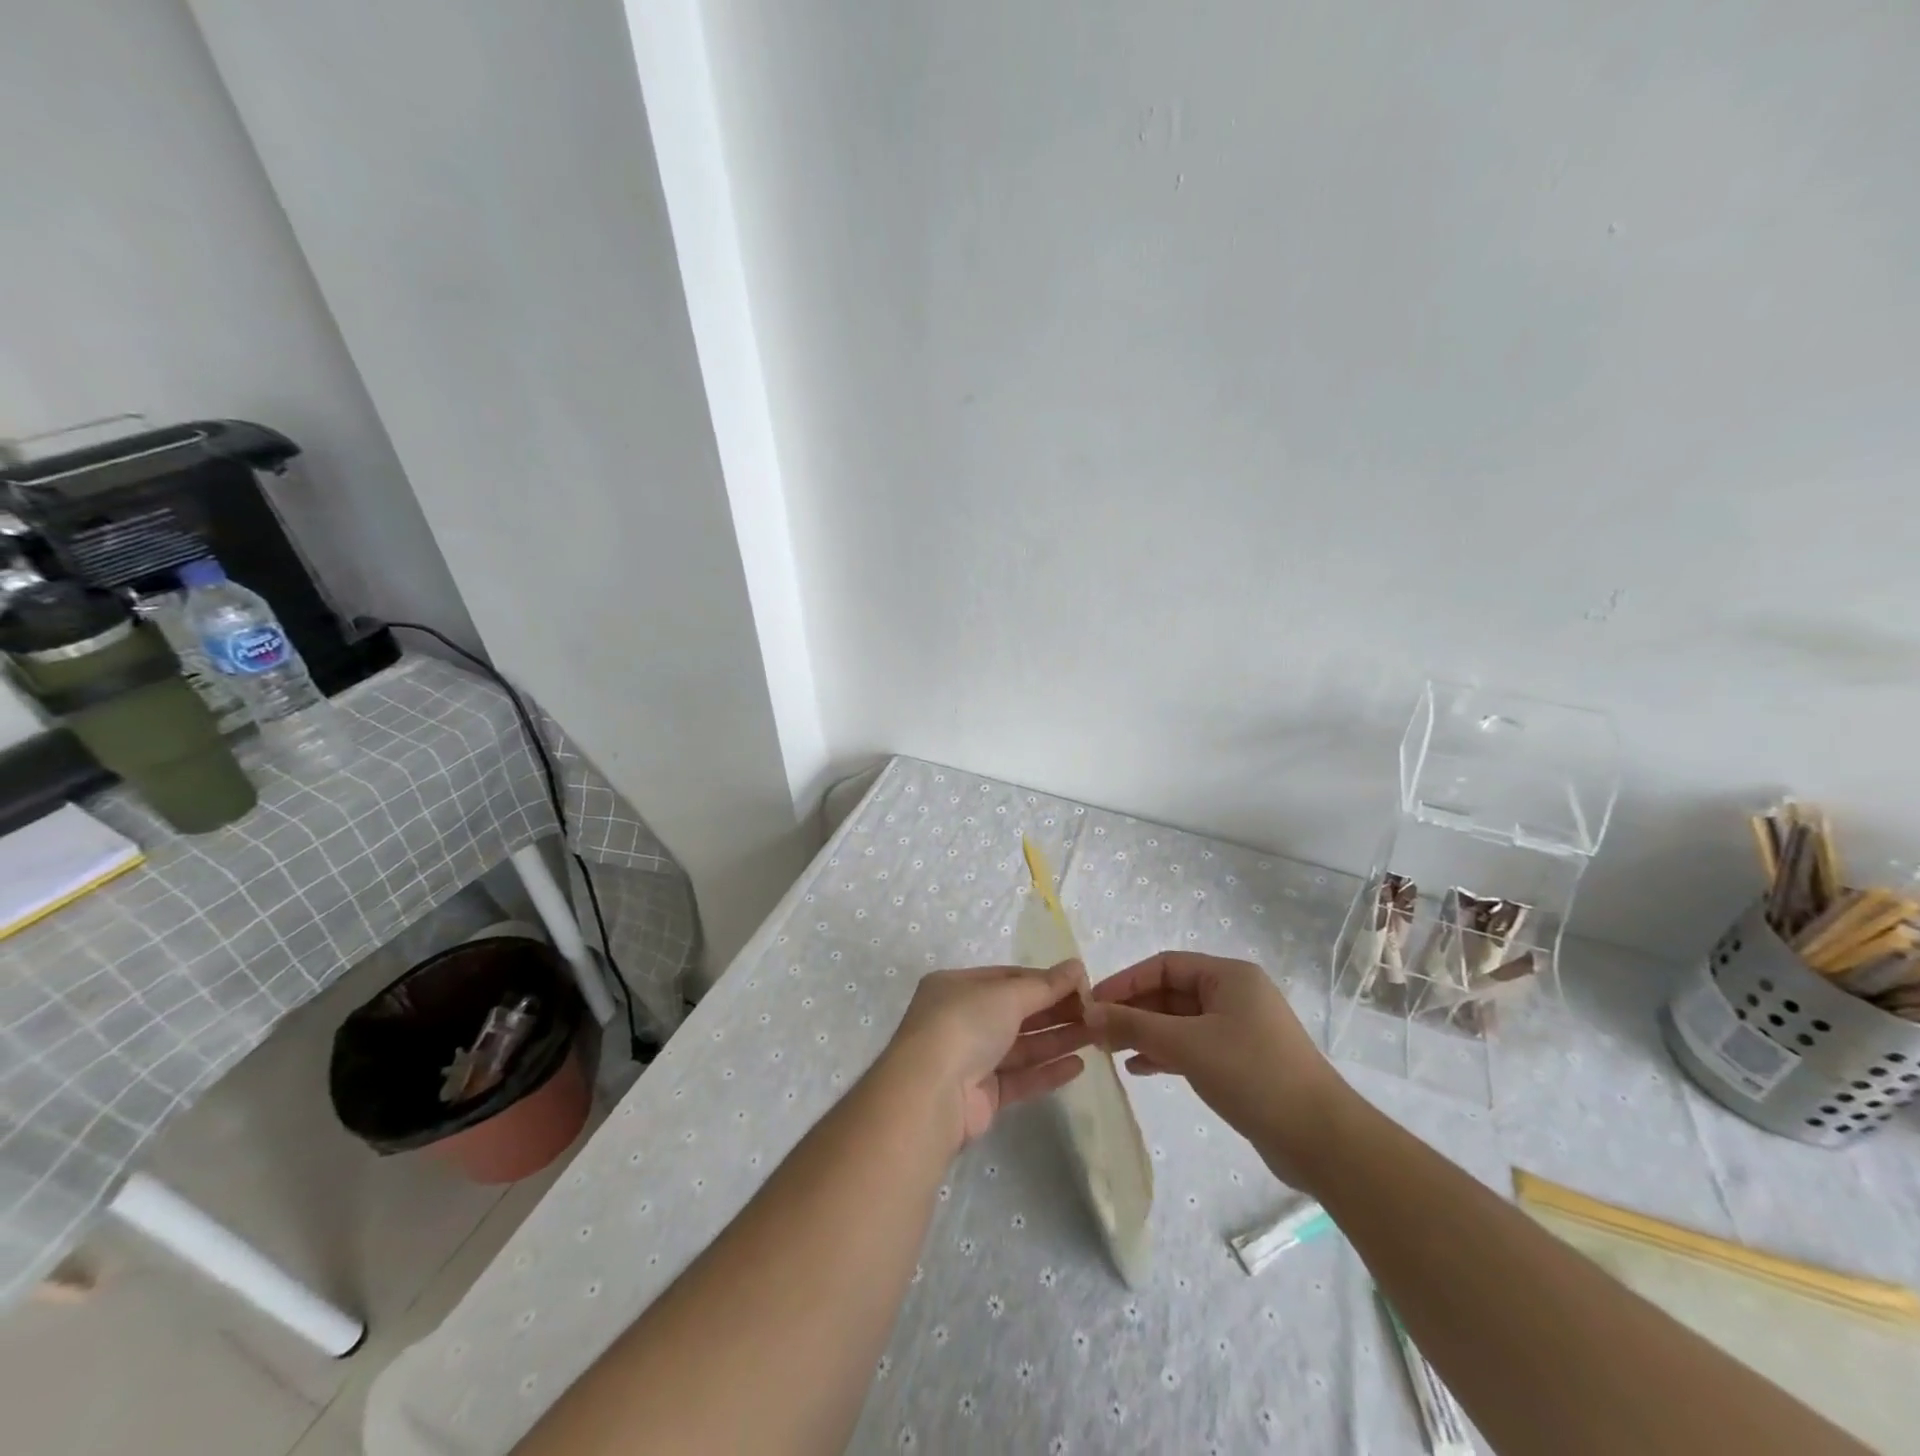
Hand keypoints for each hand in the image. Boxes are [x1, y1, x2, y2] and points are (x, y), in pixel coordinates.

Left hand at [884, 961, 1092, 1148]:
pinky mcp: (982, 1096)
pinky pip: (1019, 1078)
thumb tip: (1077, 966)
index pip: (1006, 978)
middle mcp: (960, 1020)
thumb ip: (1044, 985)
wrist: (930, 1094)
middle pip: (1016, 1012)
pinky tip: (1078, 1066)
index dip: (1043, 980)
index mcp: (956, 987)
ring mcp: (970, 1059)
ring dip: (1057, 1039)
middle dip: (1055, 1011)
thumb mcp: (1006, 994)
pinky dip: (1047, 1071)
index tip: (1080, 984)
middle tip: (1096, 1011)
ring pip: (1021, 1046)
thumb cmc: (964, 1025)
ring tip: (1097, 1036)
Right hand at [1085, 951, 1346, 1187]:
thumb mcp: (1186, 1045)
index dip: (1125, 981)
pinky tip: (1139, 1068)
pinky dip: (1166, 1054)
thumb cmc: (1253, 1074)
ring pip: (1179, 1022)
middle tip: (1096, 1032)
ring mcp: (1240, 1029)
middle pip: (1170, 993)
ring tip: (1110, 1051)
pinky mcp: (1241, 1061)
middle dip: (1132, 1011)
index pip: (1164, 965)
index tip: (1092, 1003)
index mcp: (1229, 976)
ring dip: (1145, 1033)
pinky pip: (1193, 1046)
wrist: (1321, 1140)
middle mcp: (1235, 995)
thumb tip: (1088, 1012)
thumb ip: (1134, 1025)